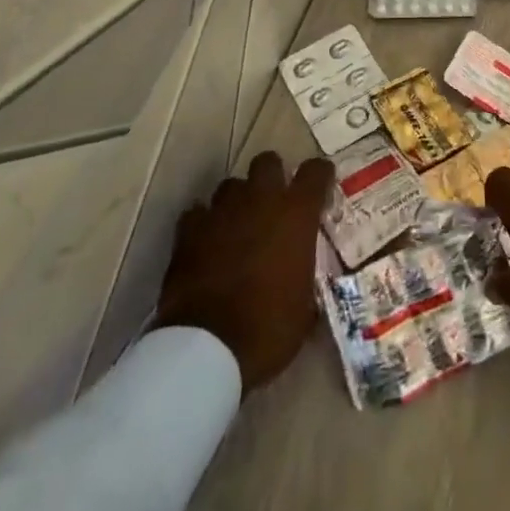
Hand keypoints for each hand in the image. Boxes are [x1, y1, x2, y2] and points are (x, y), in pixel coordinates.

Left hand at [155, 151, 335, 394]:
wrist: (207, 348)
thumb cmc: (268, 328)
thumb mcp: (304, 309)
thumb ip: (306, 278)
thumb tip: (304, 279)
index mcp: (296, 214)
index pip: (315, 171)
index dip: (319, 176)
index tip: (320, 188)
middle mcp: (261, 200)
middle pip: (268, 162)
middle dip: (272, 176)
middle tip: (273, 203)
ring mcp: (222, 211)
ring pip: (231, 185)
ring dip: (237, 201)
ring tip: (237, 226)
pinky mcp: (189, 230)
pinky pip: (198, 213)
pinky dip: (203, 224)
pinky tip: (205, 243)